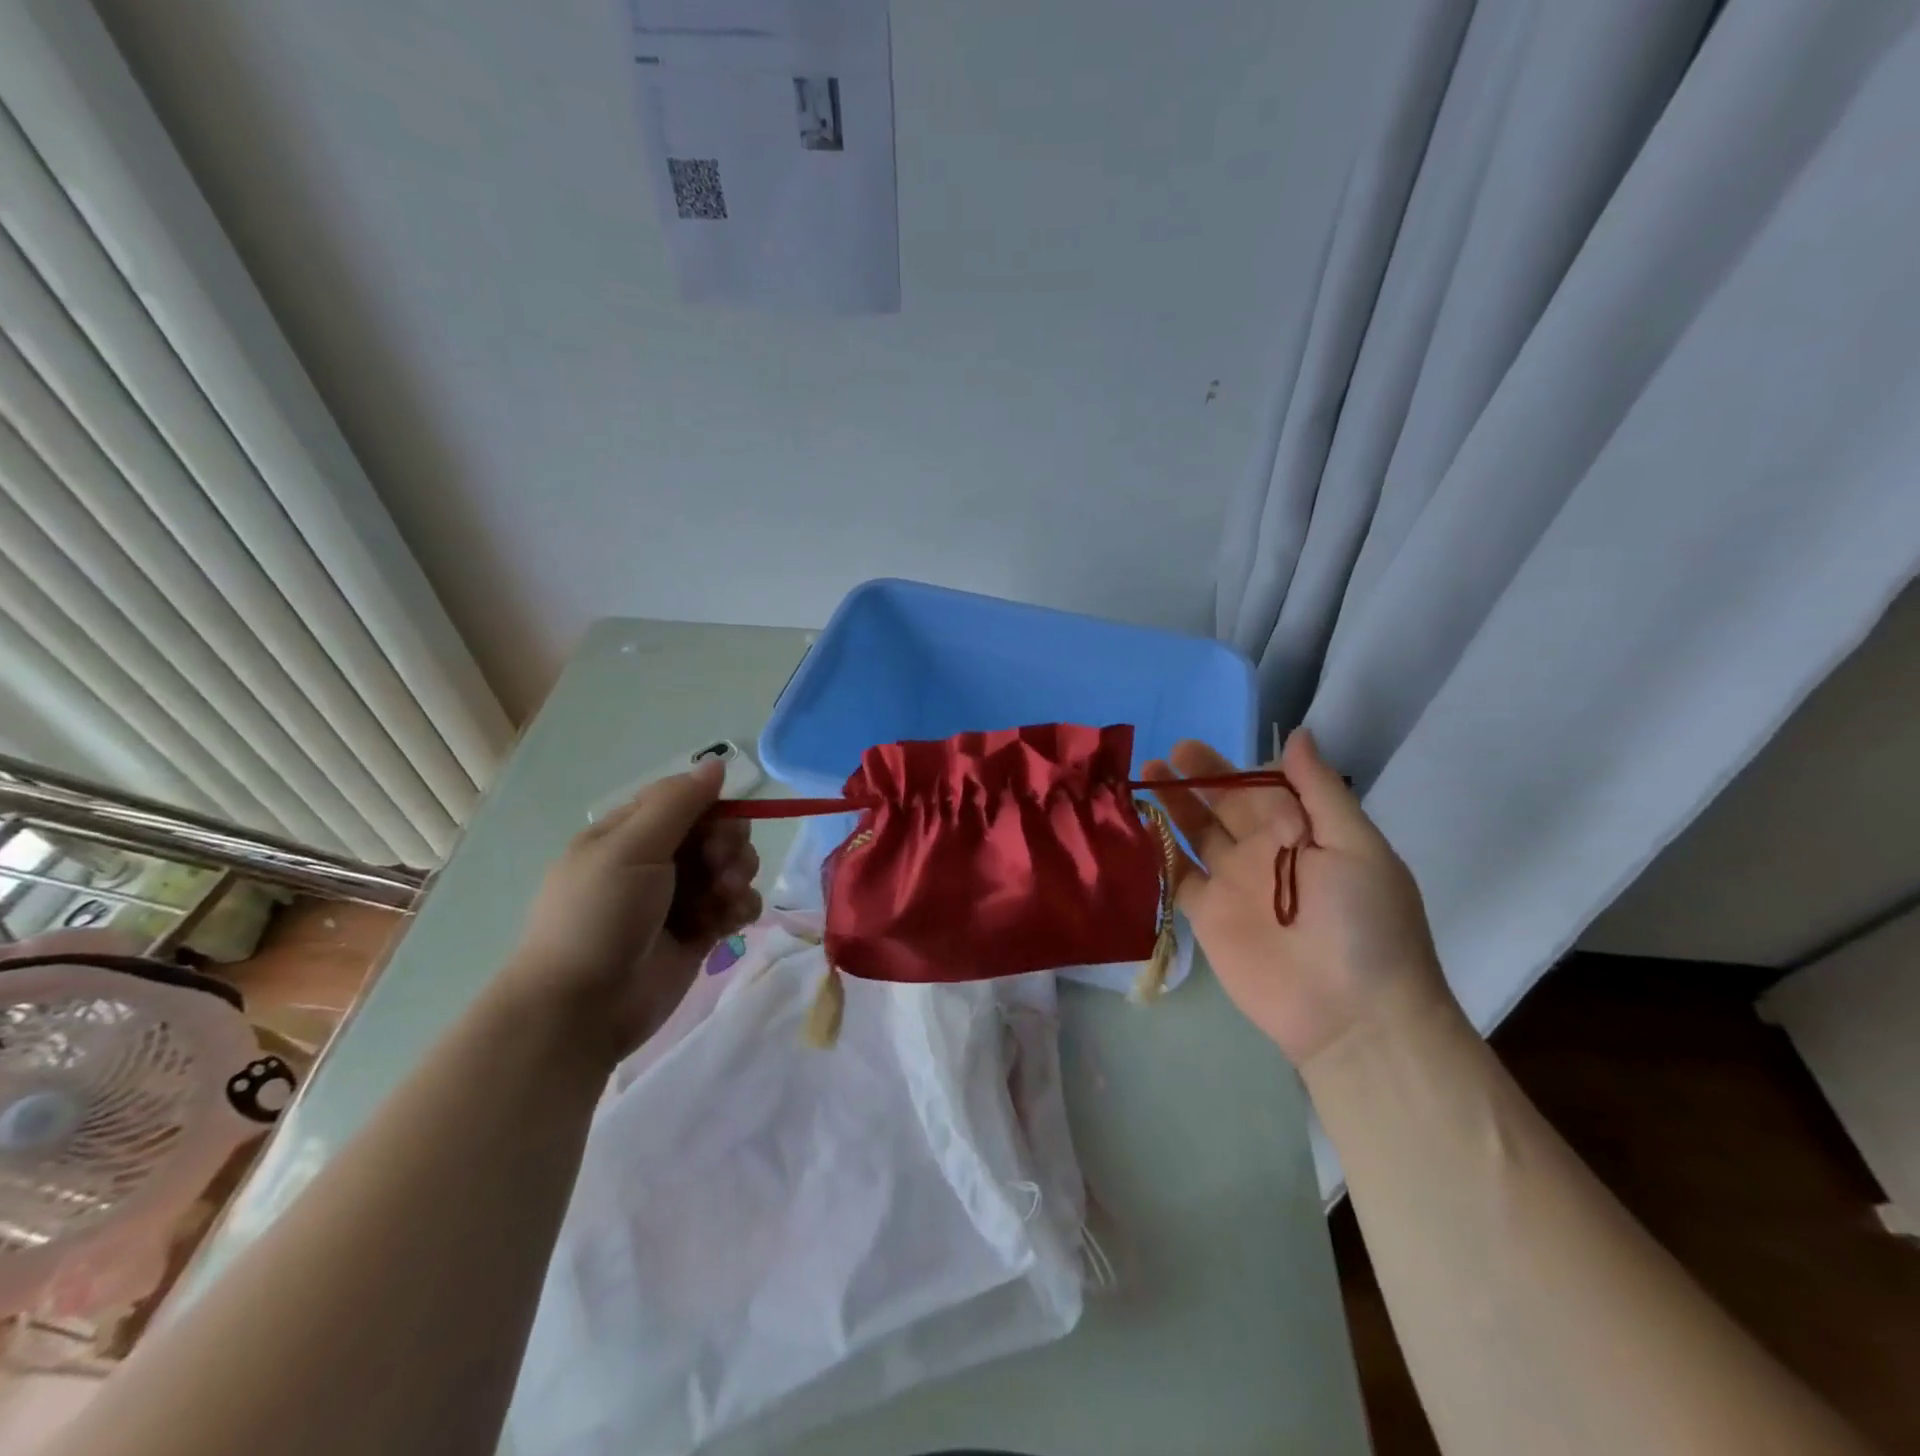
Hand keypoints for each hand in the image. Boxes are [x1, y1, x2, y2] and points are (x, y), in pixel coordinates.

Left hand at [502, 762, 761, 1062]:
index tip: (718, 829)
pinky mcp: (699, 933)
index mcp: (629, 833)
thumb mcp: (631, 848)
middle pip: (717, 832)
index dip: (713, 810)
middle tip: (721, 869)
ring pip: (732, 867)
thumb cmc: (599, 917)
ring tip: (725, 901)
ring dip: (738, 877)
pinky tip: (731, 922)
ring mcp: (679, 898)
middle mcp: (656, 861)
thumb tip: (716, 762)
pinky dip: (741, 908)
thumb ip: (678, 803)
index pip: (687, 801)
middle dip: (730, 846)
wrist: (581, 1009)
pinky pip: (736, 905)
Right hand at [1142, 728, 1452, 1073]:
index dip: (1233, 767)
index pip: (1263, 787)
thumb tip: (1297, 733)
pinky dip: (1157, 852)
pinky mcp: (1208, 915)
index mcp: (1304, 832)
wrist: (1352, 1015)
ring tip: (1146, 775)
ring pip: (1196, 834)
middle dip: (1198, 778)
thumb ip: (1320, 790)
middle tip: (1169, 753)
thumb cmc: (1365, 923)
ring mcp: (1233, 884)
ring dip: (1173, 806)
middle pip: (1224, 806)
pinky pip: (1177, 876)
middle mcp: (1265, 852)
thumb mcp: (1357, 846)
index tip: (1201, 748)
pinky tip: (1136, 826)